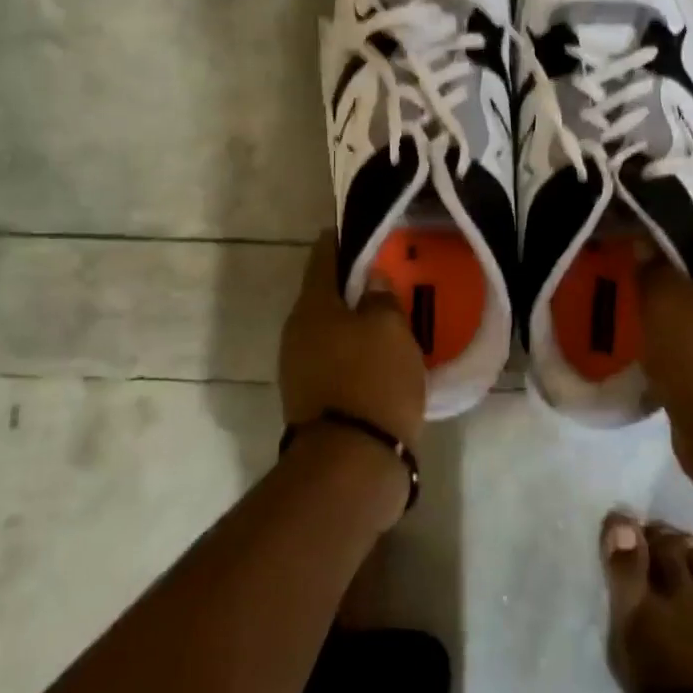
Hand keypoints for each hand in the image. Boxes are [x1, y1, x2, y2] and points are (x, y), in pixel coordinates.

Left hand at [279, 232, 427, 451]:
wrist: (351, 463)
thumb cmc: (372, 381)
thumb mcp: (390, 330)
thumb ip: (383, 298)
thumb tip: (374, 279)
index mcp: (312, 307)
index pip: (324, 256)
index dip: (343, 239)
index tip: (364, 230)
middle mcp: (297, 333)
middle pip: (327, 295)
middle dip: (356, 285)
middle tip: (390, 276)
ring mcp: (301, 370)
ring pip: (333, 331)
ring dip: (359, 322)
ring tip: (394, 317)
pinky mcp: (313, 400)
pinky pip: (339, 362)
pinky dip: (359, 354)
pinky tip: (386, 357)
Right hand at [638, 200, 692, 472]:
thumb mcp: (663, 298)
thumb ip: (651, 264)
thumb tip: (644, 245)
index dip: (683, 203)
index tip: (644, 202)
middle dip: (666, 246)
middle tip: (625, 244)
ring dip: (666, 286)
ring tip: (625, 284)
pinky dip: (669, 321)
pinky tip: (639, 328)